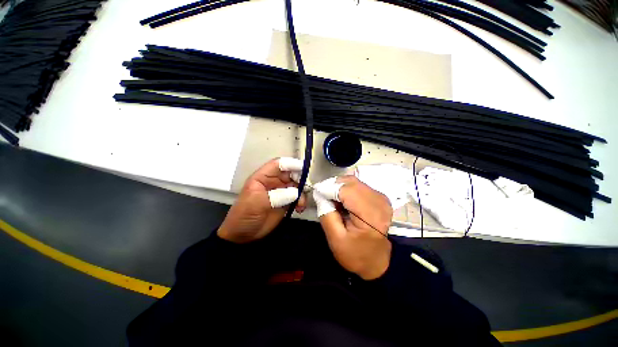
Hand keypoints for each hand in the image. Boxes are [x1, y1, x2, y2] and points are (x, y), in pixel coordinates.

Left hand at [217, 158, 307, 243]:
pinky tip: (300, 209)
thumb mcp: (257, 202)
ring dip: (302, 193)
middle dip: (300, 179)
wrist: (243, 235)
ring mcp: (281, 192)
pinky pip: (298, 198)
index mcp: (263, 177)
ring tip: (301, 204)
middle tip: (305, 188)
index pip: (278, 164)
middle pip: (291, 174)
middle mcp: (274, 182)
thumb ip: (277, 195)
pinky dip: (301, 201)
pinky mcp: (286, 202)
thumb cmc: (245, 214)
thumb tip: (296, 192)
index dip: (291, 164)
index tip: (303, 168)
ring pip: (297, 186)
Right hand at [314, 176, 392, 279]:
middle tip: (322, 196)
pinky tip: (341, 201)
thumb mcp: (335, 239)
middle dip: (333, 186)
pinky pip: (359, 186)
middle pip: (351, 182)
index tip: (316, 192)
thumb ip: (326, 214)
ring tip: (331, 199)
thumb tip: (319, 194)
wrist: (376, 262)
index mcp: (370, 215)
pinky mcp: (379, 197)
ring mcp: (381, 198)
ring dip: (339, 187)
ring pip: (354, 182)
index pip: (346, 190)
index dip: (329, 188)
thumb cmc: (355, 254)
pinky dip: (346, 189)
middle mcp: (379, 201)